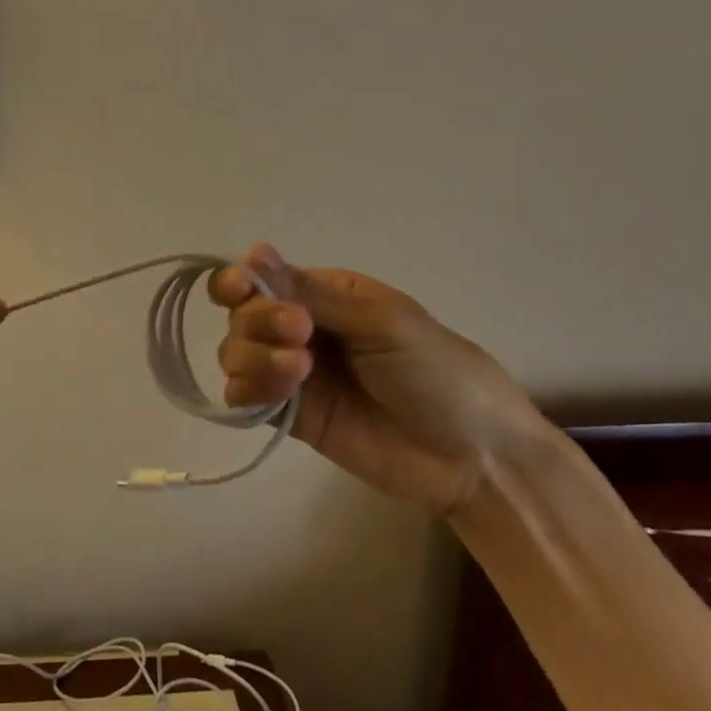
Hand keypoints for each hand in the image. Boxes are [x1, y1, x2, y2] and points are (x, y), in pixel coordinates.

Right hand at [210, 244, 545, 511]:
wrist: (473, 457)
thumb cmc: (438, 372)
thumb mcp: (382, 321)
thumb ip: (314, 294)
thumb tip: (254, 253)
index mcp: (326, 294)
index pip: (263, 277)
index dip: (241, 280)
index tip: (240, 288)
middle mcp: (300, 328)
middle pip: (243, 314)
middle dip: (259, 320)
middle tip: (300, 335)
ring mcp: (293, 373)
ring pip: (237, 353)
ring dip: (254, 356)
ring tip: (296, 371)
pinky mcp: (291, 415)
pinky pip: (245, 397)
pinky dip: (247, 390)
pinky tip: (275, 394)